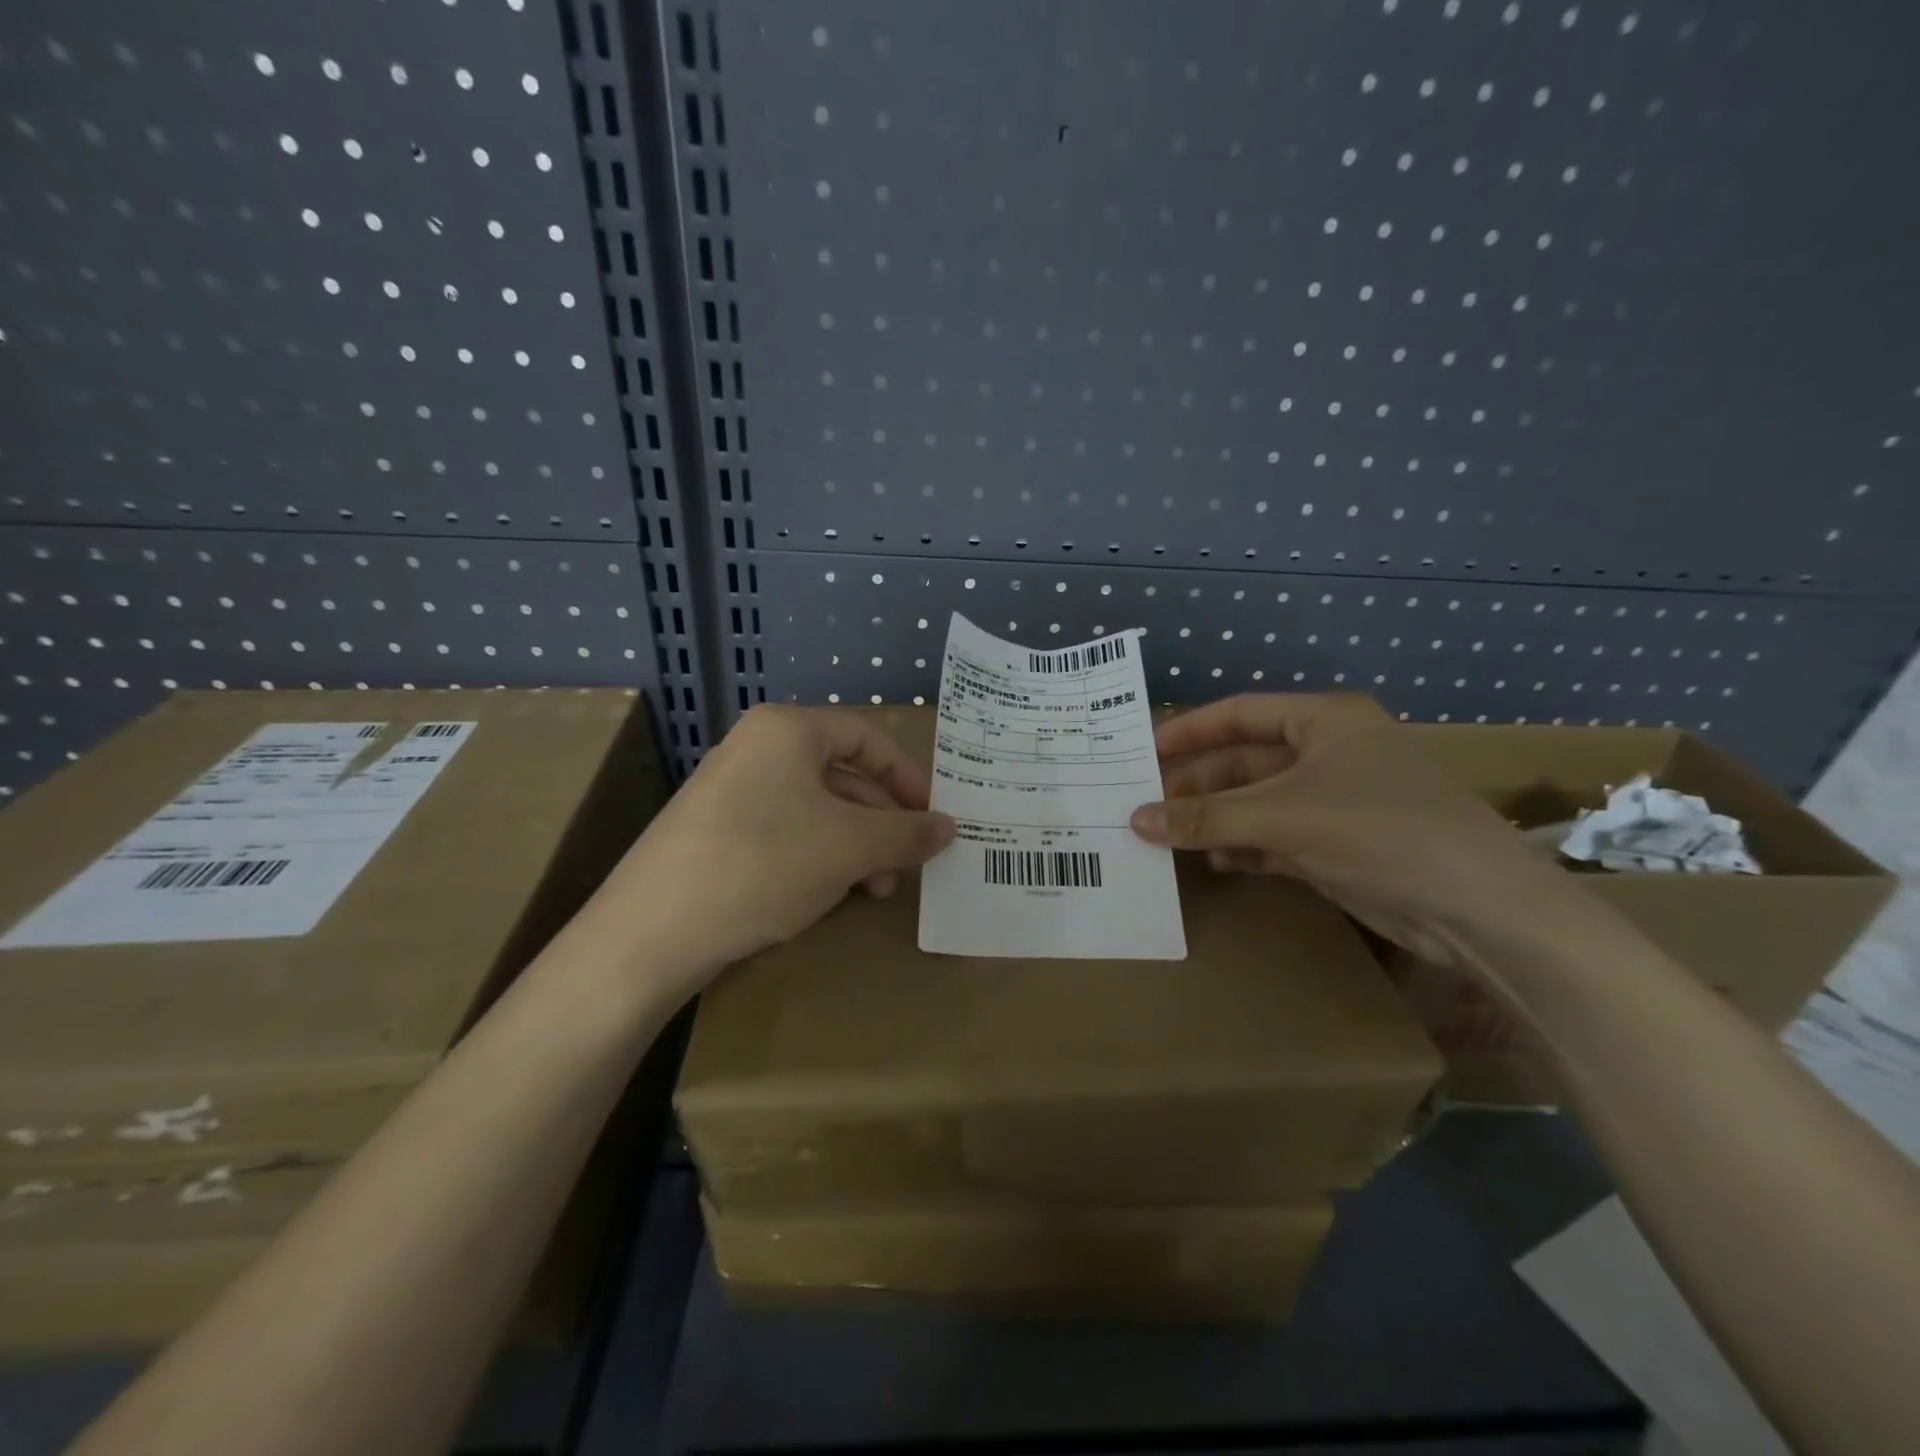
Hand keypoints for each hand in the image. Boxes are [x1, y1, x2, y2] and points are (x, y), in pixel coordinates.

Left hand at [596, 705, 953, 984]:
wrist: (653, 930)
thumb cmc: (765, 863)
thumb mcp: (850, 846)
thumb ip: (907, 832)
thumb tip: (949, 827)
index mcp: (787, 729)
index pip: (866, 737)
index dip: (907, 775)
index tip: (932, 816)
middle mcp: (757, 748)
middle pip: (841, 774)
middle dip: (882, 820)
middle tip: (909, 861)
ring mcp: (731, 790)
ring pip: (815, 808)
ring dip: (856, 845)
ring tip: (878, 888)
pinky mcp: (716, 831)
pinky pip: (785, 831)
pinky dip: (819, 856)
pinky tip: (833, 893)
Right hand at [1129, 694, 1584, 963]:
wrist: (1478, 909)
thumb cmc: (1379, 831)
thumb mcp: (1283, 816)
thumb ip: (1206, 817)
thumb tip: (1135, 819)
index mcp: (1323, 721)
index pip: (1238, 714)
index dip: (1188, 731)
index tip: (1141, 753)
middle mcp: (1327, 752)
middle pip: (1244, 761)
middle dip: (1196, 783)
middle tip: (1144, 804)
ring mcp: (1333, 800)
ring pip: (1256, 801)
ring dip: (1215, 818)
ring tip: (1165, 835)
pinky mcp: (1338, 844)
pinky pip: (1274, 836)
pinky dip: (1243, 846)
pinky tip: (1213, 860)